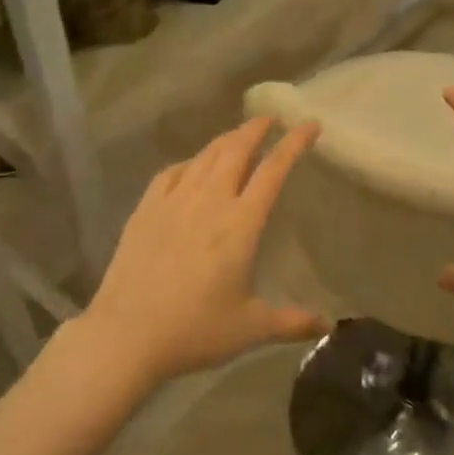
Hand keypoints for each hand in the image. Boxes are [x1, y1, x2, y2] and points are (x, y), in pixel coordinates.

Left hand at [81, 118, 330, 386]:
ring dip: (226, 140)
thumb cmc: (194, 330)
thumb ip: (292, 322)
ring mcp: (173, 201)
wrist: (125, 335)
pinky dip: (189, 162)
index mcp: (241, 223)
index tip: (309, 124)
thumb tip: (328, 325)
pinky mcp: (145, 210)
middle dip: (256, 129)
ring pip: (205, 156)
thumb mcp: (250, 329)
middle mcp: (209, 201)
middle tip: (270, 119)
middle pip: (236, 149)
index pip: (273, 170)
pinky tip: (191, 167)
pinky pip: (172, 172)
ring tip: (238, 136)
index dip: (294, 143)